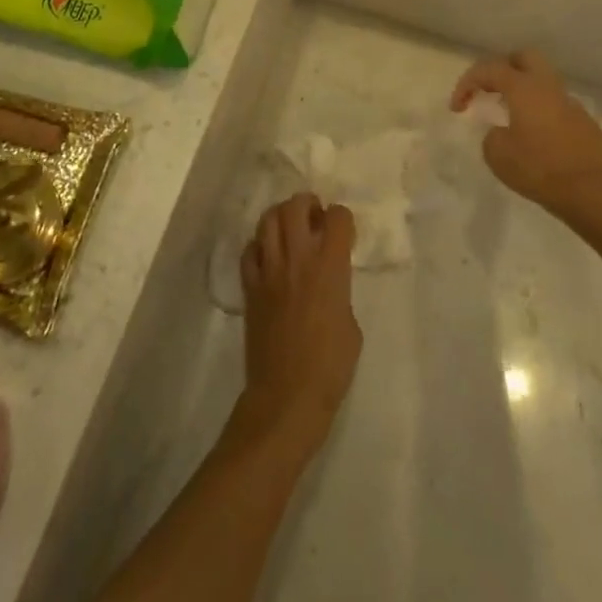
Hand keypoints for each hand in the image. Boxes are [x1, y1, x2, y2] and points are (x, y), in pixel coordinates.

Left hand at [237, 192, 361, 455]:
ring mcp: (269, 271)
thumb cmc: (330, 366)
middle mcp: (298, 259)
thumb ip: (340, 290)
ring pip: (268, 220)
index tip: (343, 232)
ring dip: (281, 217)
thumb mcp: (351, 324)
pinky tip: (269, 257)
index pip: (337, 216)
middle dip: (307, 204)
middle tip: (314, 218)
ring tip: (290, 230)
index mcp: (330, 267)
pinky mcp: (250, 287)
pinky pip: (249, 251)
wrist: (287, 397)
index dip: (342, 218)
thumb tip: (329, 281)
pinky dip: (259, 246)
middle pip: (296, 206)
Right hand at [450, 50, 601, 215]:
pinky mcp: (584, 122)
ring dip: (524, 89)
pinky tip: (537, 135)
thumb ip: (492, 135)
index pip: (488, 69)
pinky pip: (557, 105)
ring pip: (543, 81)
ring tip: (510, 113)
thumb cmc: (537, 168)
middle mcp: (548, 87)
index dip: (467, 83)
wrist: (589, 191)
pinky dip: (542, 111)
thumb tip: (502, 132)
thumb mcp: (497, 154)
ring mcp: (570, 103)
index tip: (457, 107)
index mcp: (523, 88)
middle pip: (523, 57)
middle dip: (502, 68)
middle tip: (489, 90)